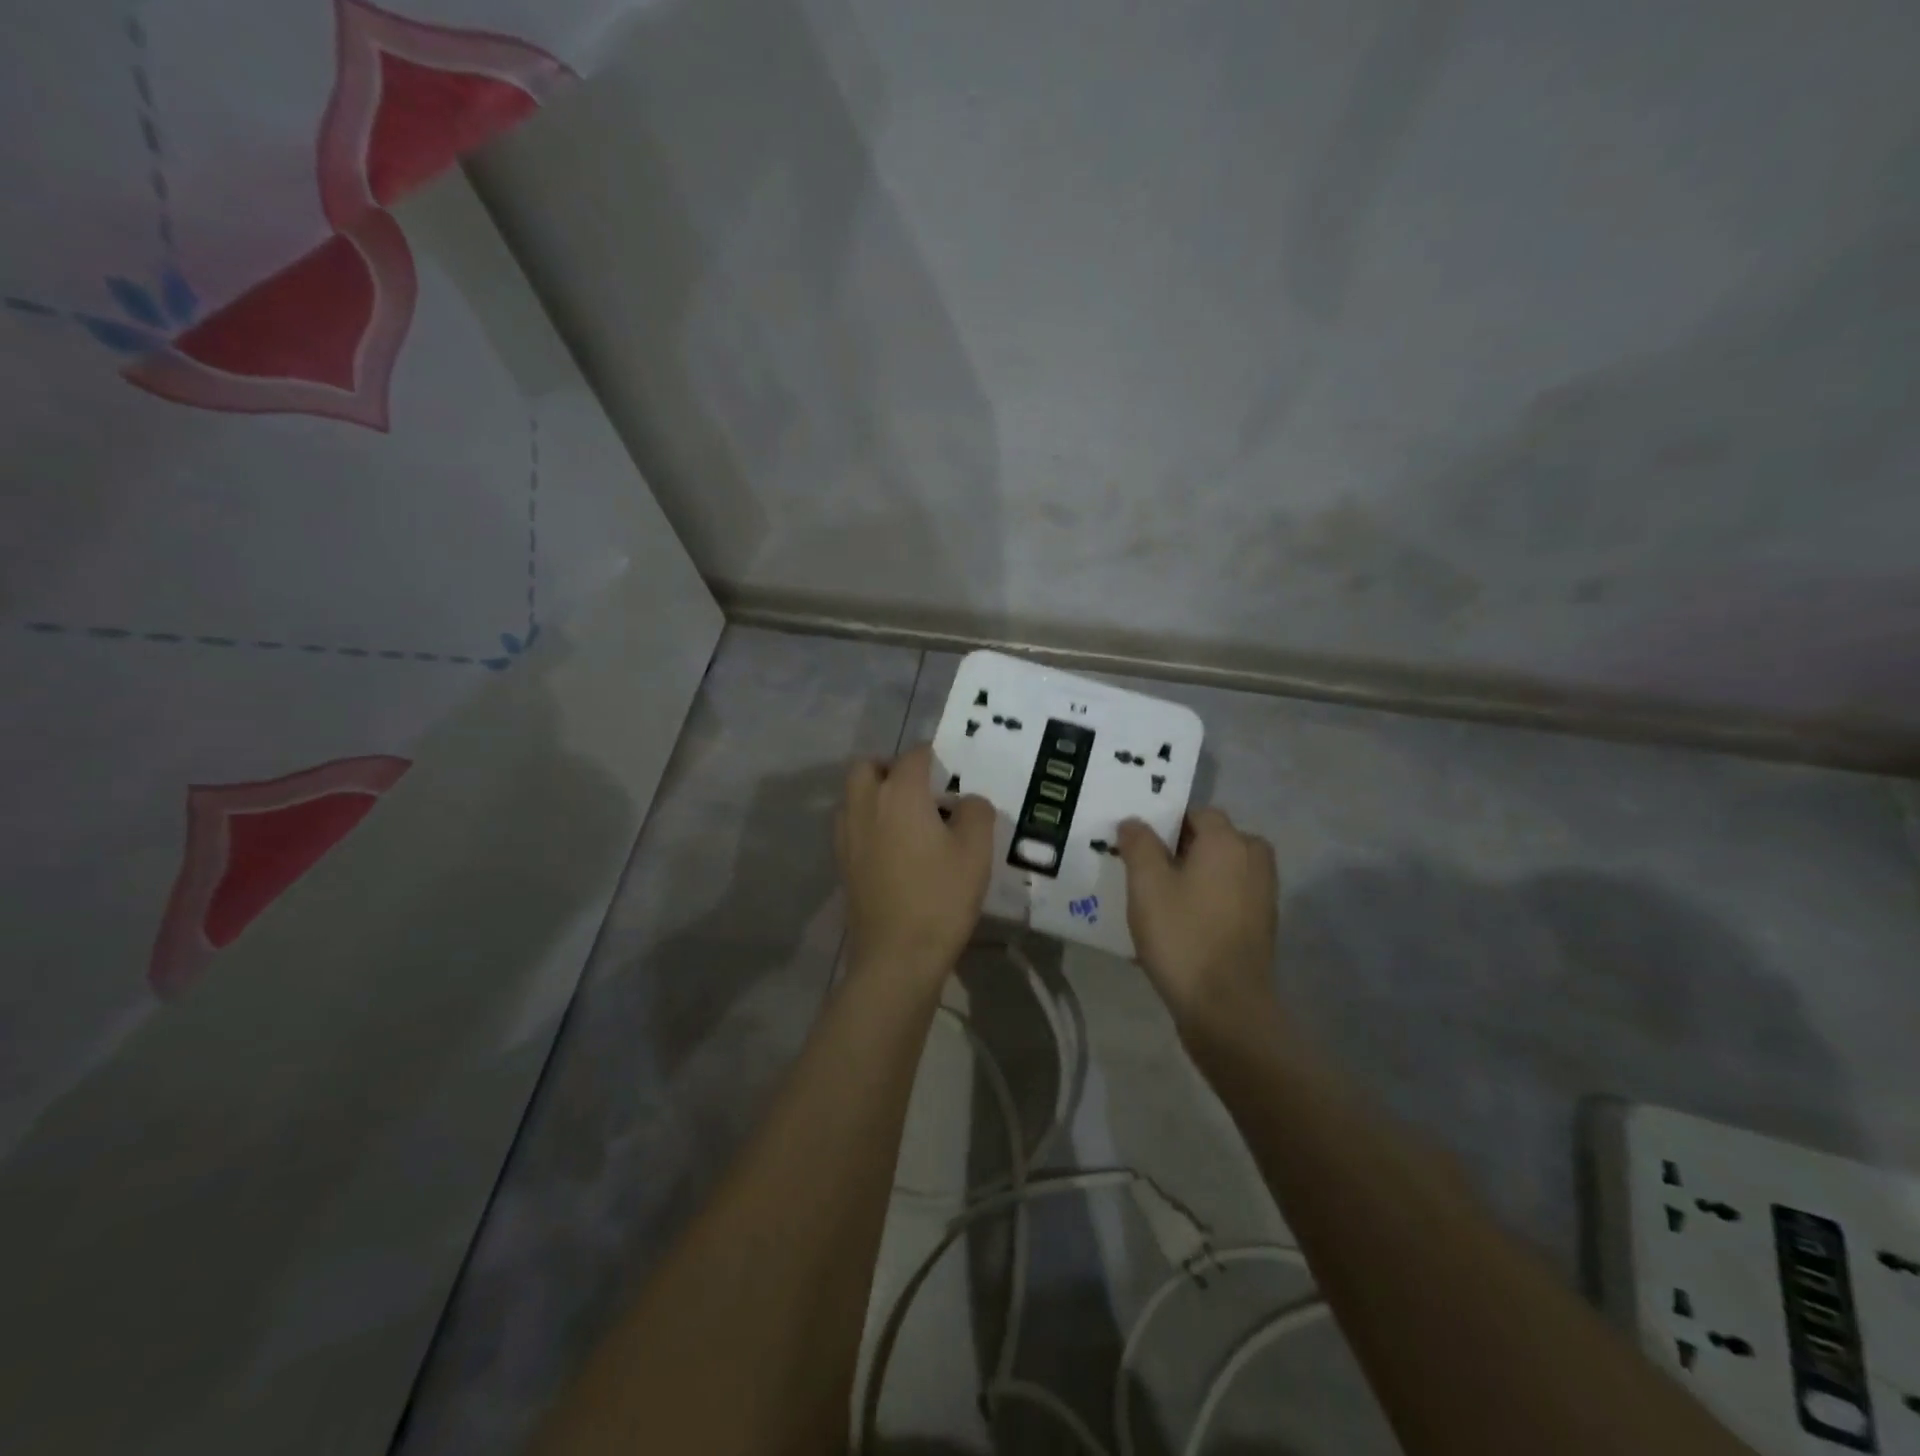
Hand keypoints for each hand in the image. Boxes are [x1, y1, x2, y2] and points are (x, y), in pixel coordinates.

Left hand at [836, 743, 995, 986]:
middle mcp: (865, 805)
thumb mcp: (976, 851)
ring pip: (854, 795)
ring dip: (876, 794)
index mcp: (899, 793)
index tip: (954, 772)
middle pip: (868, 766)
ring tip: (909, 819)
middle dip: (892, 768)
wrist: (896, 956)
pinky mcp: (842, 862)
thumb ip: (976, 812)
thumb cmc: (941, 897)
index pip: (915, 755)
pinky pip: (852, 824)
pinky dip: (869, 822)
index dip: (936, 757)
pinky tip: (895, 848)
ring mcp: (847, 835)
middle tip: (922, 790)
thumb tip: (967, 801)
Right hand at [1116, 808, 1280, 1038]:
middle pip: (1214, 840)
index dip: (1167, 823)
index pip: (1198, 813)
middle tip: (1147, 870)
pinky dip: (1207, 901)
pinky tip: (1180, 925)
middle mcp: (1253, 860)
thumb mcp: (1146, 884)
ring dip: (1195, 876)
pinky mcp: (1262, 926)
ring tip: (1159, 899)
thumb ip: (1139, 844)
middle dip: (1182, 849)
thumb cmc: (1182, 936)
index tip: (1140, 844)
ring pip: (1222, 871)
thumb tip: (1134, 822)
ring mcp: (1263, 895)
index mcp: (1228, 842)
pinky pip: (1229, 898)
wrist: (1226, 1008)